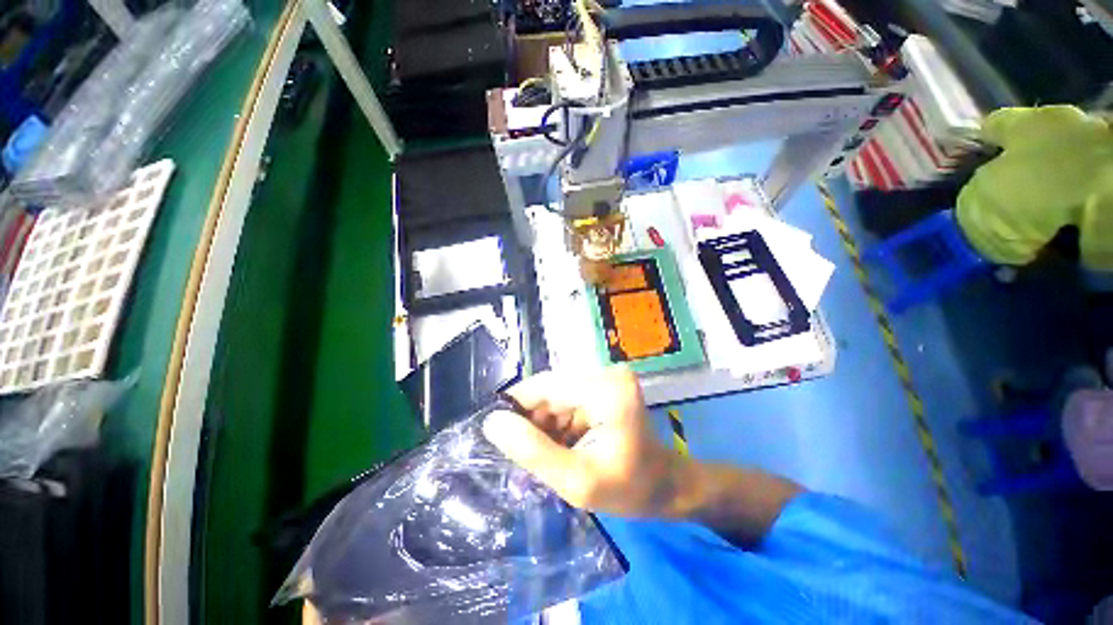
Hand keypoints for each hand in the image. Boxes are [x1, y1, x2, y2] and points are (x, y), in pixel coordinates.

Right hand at [483, 367, 683, 517]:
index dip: (514, 406)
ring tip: (545, 451)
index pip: (544, 386)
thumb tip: (492, 423)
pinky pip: (567, 397)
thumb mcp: (577, 482)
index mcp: (605, 390)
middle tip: (522, 452)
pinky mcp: (603, 384)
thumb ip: (533, 452)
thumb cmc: (628, 489)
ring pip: (555, 393)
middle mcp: (605, 373)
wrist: (664, 485)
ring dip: (544, 421)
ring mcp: (606, 377)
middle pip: (549, 388)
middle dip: (531, 418)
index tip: (496, 433)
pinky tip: (559, 442)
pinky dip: (557, 419)